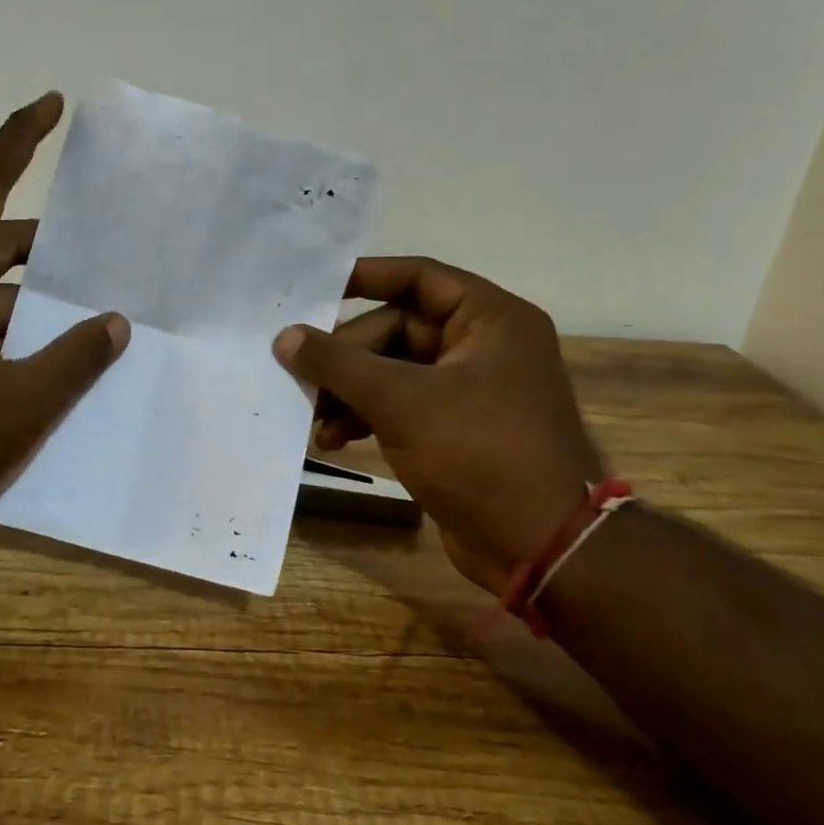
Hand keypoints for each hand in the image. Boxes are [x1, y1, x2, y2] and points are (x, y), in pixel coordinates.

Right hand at [273, 258, 601, 591]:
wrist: (539, 547)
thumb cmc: (479, 454)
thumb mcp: (401, 401)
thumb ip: (338, 363)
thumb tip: (285, 336)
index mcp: (490, 320)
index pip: (418, 277)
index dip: (365, 277)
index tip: (313, 289)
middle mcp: (483, 345)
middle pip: (396, 330)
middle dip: (346, 359)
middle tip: (304, 380)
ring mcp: (471, 389)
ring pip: (393, 371)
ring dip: (350, 393)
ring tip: (315, 421)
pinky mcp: (456, 428)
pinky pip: (401, 405)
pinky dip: (367, 416)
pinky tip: (335, 440)